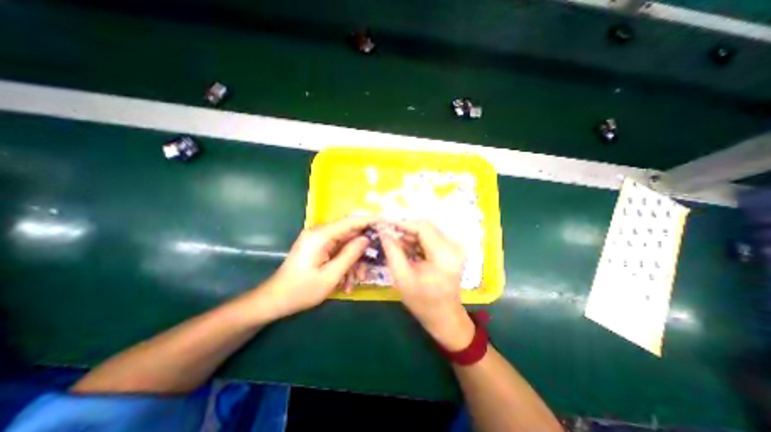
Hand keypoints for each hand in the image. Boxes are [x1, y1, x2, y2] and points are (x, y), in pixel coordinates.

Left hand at [256, 216, 374, 320]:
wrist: (276, 300)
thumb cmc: (301, 290)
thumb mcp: (331, 276)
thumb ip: (350, 255)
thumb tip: (366, 238)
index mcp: (321, 236)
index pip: (350, 221)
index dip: (368, 220)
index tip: (385, 220)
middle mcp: (320, 233)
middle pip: (350, 235)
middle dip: (361, 251)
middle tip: (369, 268)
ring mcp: (319, 240)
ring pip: (346, 245)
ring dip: (353, 262)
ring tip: (354, 282)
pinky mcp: (319, 247)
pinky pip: (338, 251)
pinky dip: (345, 265)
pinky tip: (345, 282)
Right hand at [379, 219, 476, 350]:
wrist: (444, 317)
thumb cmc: (422, 301)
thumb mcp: (402, 276)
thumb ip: (392, 250)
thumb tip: (383, 229)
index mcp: (443, 254)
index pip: (423, 227)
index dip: (403, 223)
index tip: (386, 226)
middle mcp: (453, 247)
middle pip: (426, 228)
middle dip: (406, 231)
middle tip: (389, 237)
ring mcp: (454, 248)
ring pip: (428, 232)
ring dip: (411, 237)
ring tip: (396, 247)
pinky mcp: (451, 251)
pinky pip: (431, 239)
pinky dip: (418, 243)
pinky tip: (408, 252)